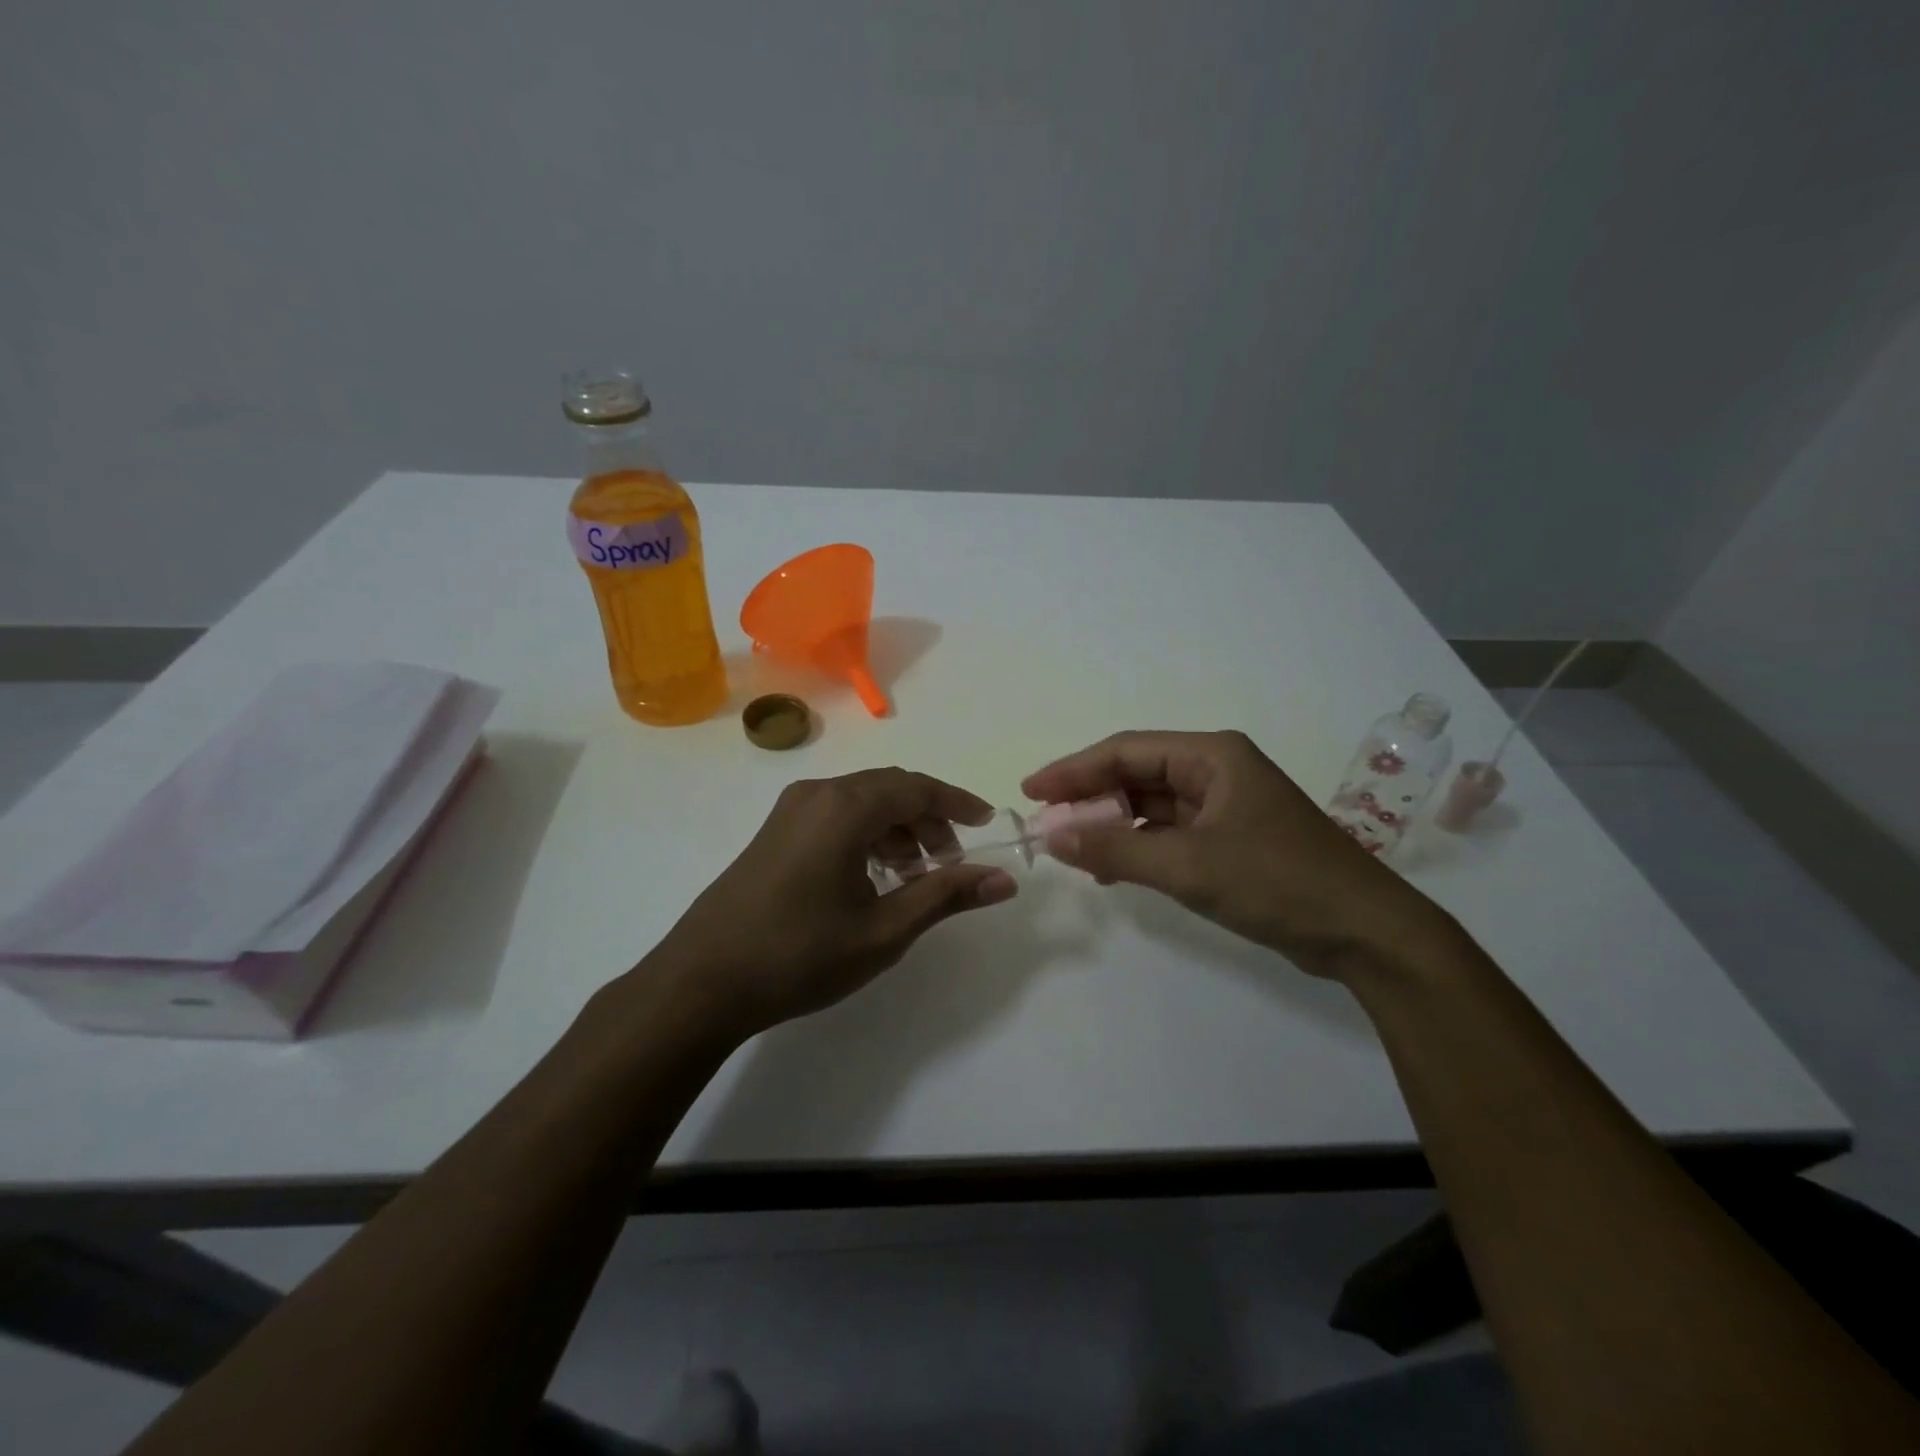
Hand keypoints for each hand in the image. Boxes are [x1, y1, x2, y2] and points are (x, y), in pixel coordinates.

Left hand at [647, 769, 1018, 1037]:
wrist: (702, 982)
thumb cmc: (800, 955)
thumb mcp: (884, 930)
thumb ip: (945, 896)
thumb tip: (1003, 879)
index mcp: (845, 808)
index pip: (917, 788)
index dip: (957, 803)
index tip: (987, 823)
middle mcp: (817, 794)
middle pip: (889, 789)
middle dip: (928, 819)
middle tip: (950, 862)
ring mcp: (790, 811)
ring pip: (862, 802)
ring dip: (897, 827)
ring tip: (914, 874)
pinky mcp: (775, 831)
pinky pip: (835, 815)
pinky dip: (866, 834)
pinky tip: (872, 876)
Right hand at [1022, 730, 1454, 979]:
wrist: (1366, 933)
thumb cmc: (1278, 882)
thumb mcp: (1188, 865)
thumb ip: (1116, 848)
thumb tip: (1052, 836)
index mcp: (1212, 756)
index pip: (1125, 751)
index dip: (1073, 769)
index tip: (1031, 791)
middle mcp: (1217, 771)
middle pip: (1136, 775)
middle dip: (1090, 799)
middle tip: (1046, 824)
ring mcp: (1226, 807)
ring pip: (1151, 805)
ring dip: (1112, 825)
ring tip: (1071, 848)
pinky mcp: (1232, 840)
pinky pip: (1170, 833)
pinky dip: (1139, 847)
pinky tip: (1112, 867)